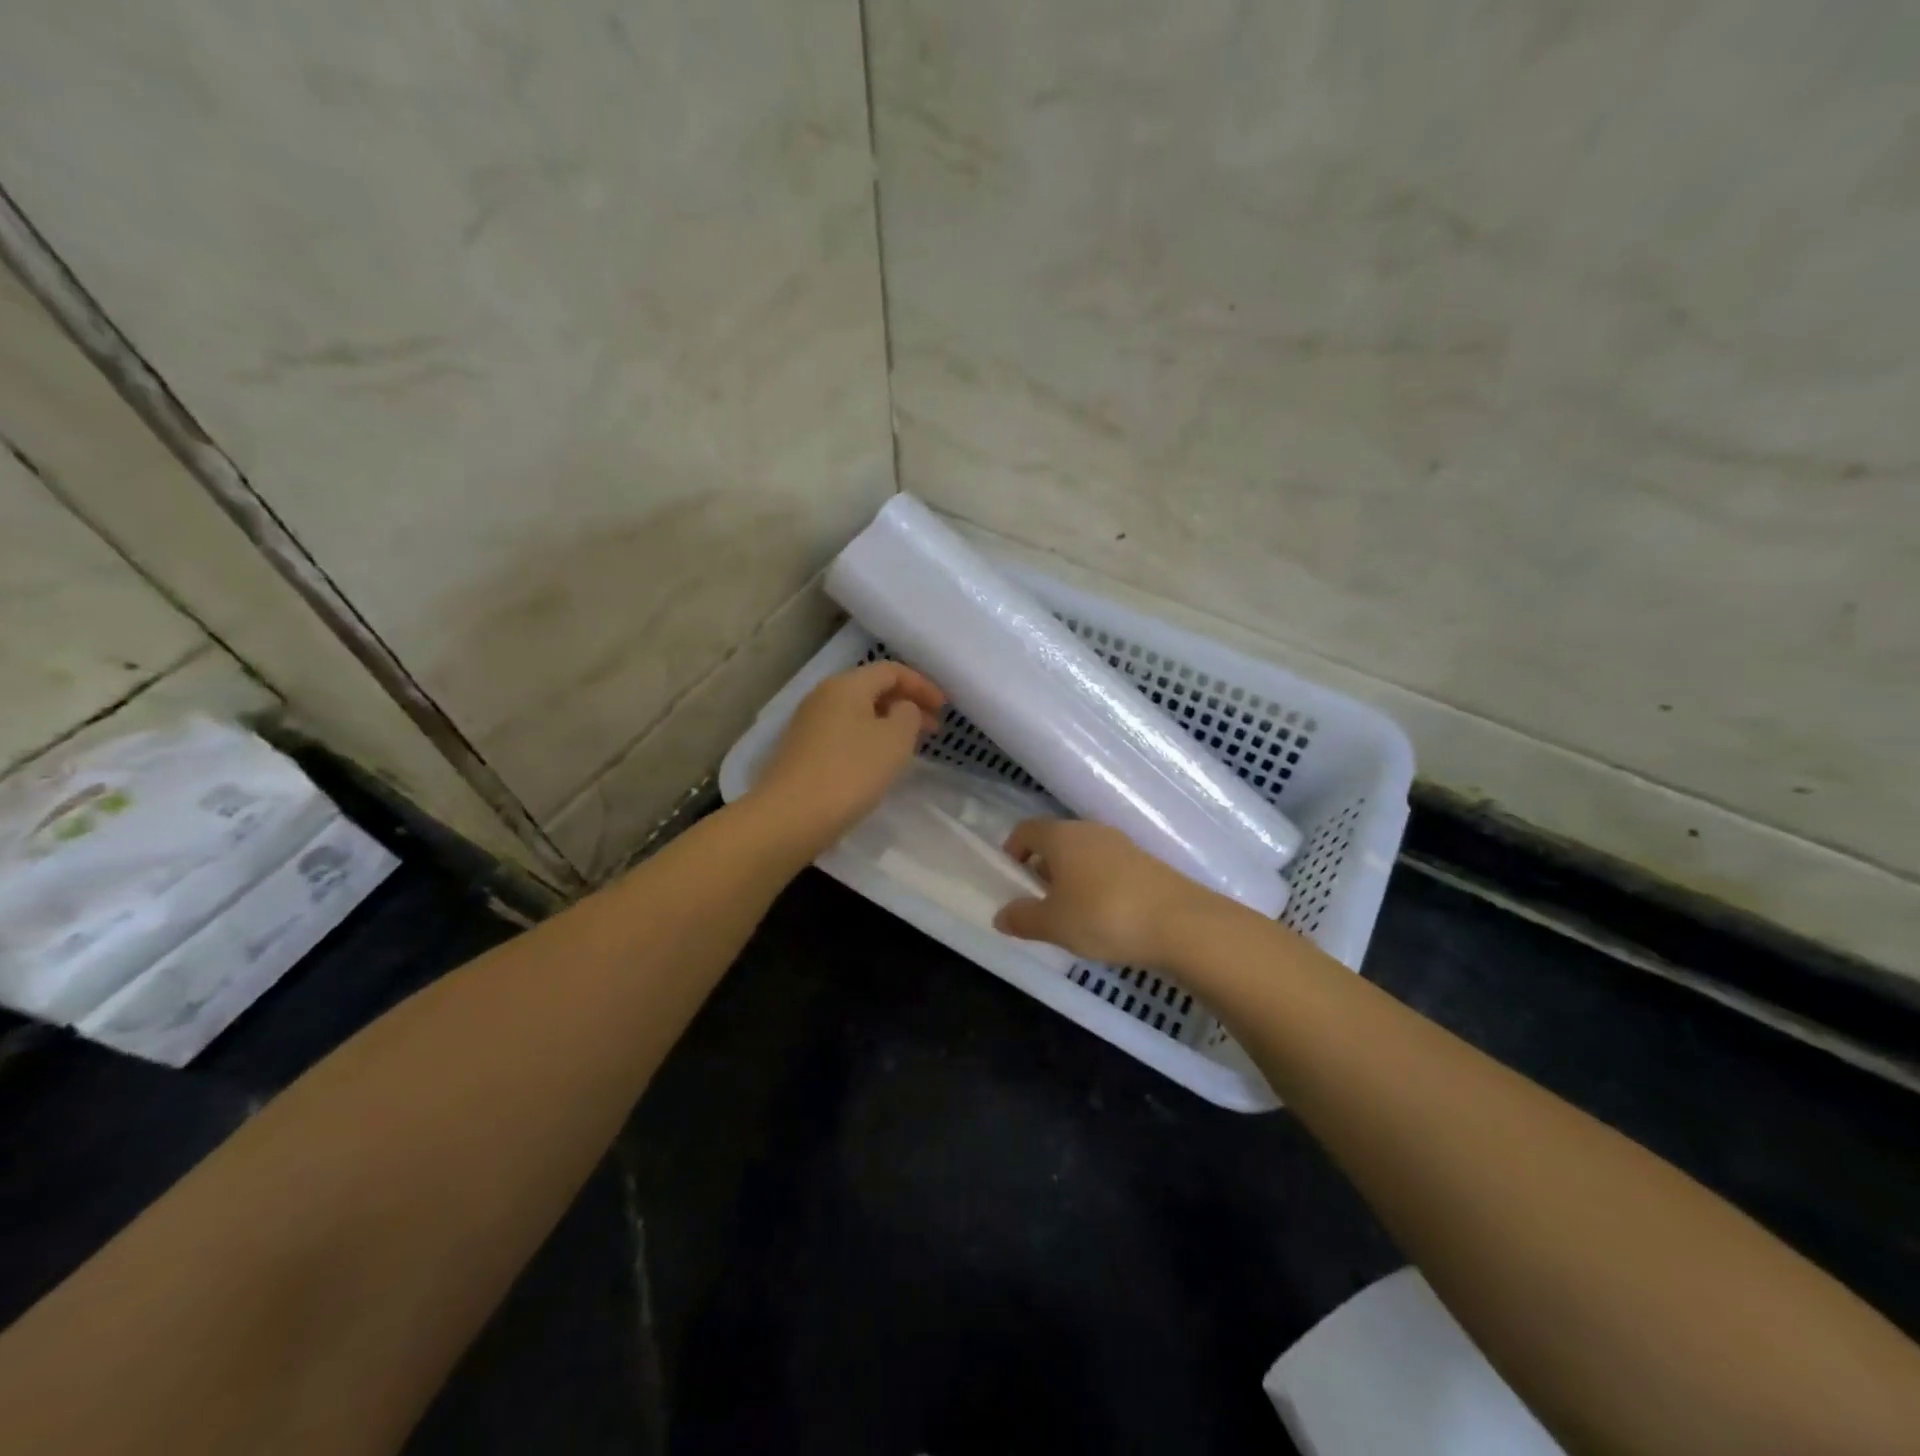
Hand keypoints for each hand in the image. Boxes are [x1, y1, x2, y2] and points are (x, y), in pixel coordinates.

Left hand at [749, 661, 945, 851]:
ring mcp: (809, 724)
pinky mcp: (802, 750)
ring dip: (888, 724)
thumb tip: (901, 708)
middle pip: (872, 689)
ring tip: (910, 746)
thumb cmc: (851, 772)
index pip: (891, 670)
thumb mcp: (895, 740)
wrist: (791, 816)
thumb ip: (908, 714)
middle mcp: (823, 696)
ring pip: (858, 713)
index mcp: (846, 685)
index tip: (945, 708)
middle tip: (933, 728)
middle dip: (906, 704)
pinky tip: (878, 763)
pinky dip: (868, 739)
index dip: (922, 685)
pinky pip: (844, 733)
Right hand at [993, 819, 1223, 966]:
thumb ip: (1023, 918)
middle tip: (1038, 903)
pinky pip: (1107, 867)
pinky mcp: (1146, 862)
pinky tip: (1104, 917)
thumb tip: (1001, 915)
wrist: (1180, 923)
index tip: (1011, 878)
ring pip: (1083, 855)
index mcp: (1061, 836)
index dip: (1013, 850)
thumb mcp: (1053, 925)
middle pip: (1055, 841)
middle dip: (1042, 869)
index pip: (1026, 830)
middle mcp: (1089, 831)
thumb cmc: (1103, 916)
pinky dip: (1097, 885)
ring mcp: (1121, 844)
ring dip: (1071, 878)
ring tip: (1071, 915)